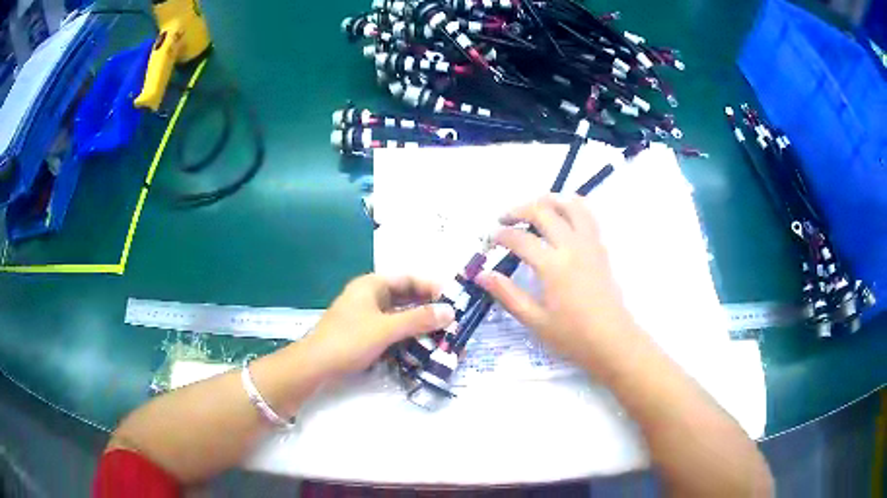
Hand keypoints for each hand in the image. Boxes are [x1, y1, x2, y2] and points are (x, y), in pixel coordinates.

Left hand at [303, 274, 455, 376]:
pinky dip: (405, 336)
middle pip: (404, 297)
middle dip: (427, 309)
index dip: (431, 287)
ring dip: (418, 325)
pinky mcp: (363, 335)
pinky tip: (421, 347)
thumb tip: (451, 311)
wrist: (315, 366)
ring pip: (398, 316)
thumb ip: (418, 319)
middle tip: (452, 321)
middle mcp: (369, 297)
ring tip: (442, 335)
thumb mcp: (386, 329)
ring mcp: (365, 316)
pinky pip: (390, 330)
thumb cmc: (349, 341)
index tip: (454, 299)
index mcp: (371, 285)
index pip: (408, 279)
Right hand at [476, 194, 639, 377]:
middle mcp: (571, 246)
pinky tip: (562, 216)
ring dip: (548, 200)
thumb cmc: (572, 335)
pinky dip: (571, 207)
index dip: (500, 235)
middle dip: (518, 210)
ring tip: (534, 208)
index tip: (489, 239)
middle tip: (504, 219)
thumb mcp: (535, 320)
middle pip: (542, 211)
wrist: (612, 340)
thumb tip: (481, 274)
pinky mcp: (600, 247)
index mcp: (552, 265)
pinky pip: (587, 215)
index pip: (520, 238)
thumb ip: (507, 294)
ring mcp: (589, 243)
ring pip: (569, 205)